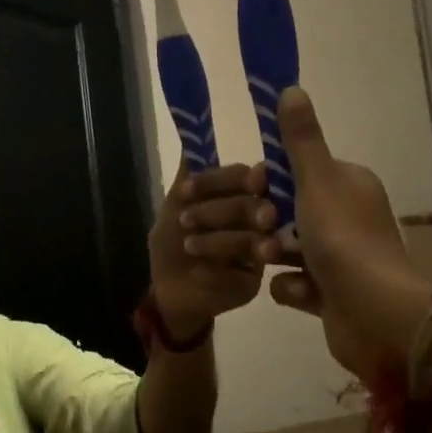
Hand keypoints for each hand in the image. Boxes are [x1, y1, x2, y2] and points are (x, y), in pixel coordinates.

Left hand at [148, 160, 277, 335]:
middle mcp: (258, 219)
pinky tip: (199, 272)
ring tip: (188, 245)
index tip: (188, 189)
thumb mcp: (173, 209)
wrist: (170, 289)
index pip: (242, 176)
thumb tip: (190, 143)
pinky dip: (217, 271)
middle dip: (219, 210)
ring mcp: (261, 250)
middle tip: (187, 220)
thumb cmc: (174, 243)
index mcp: (241, 196)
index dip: (218, 180)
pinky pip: (244, 273)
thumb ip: (186, 181)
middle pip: (254, 205)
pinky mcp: (255, 280)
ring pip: (252, 239)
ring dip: (217, 240)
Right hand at [265, 87, 431, 384]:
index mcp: (349, 186)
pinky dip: (292, 288)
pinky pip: (296, 283)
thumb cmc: (344, 240)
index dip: (272, 179)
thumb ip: (301, 139)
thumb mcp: (317, 181)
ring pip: (289, 247)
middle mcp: (348, 218)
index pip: (301, 171)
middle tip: (261, 230)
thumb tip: (291, 87)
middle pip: (290, 211)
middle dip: (267, 222)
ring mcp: (341, 259)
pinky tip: (295, 292)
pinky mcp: (332, 295)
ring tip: (270, 264)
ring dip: (274, 254)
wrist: (375, 316)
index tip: (254, 189)